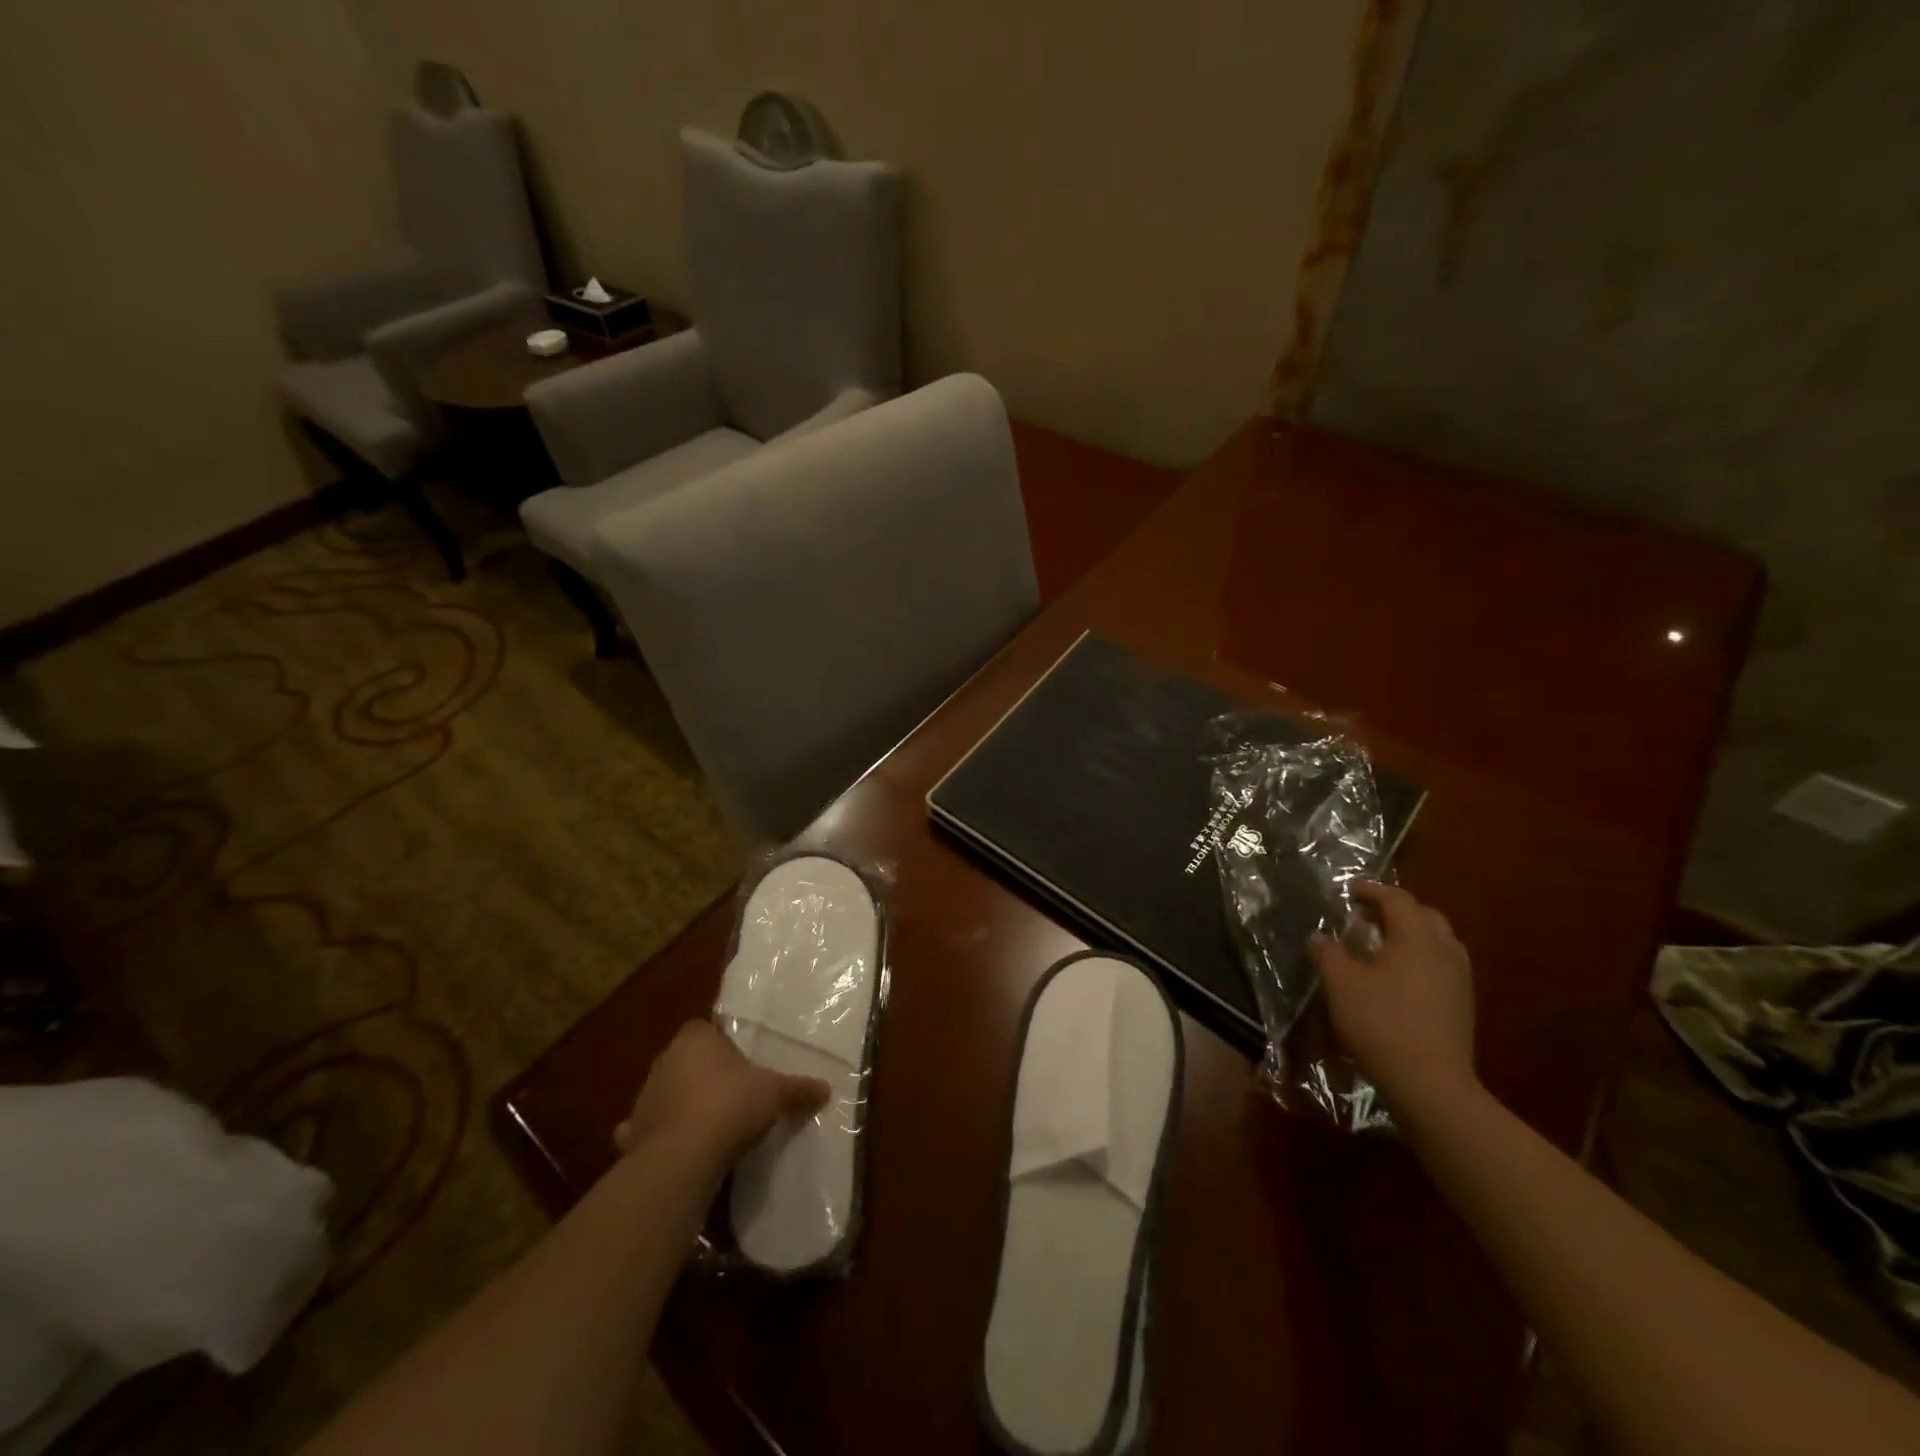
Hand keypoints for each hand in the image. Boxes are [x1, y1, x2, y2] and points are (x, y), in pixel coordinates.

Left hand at [614, 1021, 830, 1171]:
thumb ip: (798, 1089)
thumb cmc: (730, 1105)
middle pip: (685, 1061)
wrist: (683, 1157)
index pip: (705, 1029)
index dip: (722, 1044)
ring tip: (709, 1126)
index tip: (740, 1063)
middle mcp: (664, 1061)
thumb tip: (826, 1088)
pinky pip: (646, 1131)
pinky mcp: (633, 1135)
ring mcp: (644, 1099)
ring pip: (665, 1094)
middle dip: (703, 1075)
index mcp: (695, 1039)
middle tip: (731, 1093)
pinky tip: (676, 1150)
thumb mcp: (775, 1093)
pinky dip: (656, 1138)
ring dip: (681, 1106)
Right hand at [1309, 881, 1476, 1113]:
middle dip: (1398, 910)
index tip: (1351, 891)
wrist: (1430, 1082)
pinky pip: (1442, 966)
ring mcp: (1460, 980)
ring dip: (1412, 935)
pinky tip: (1400, 977)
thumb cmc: (1380, 1022)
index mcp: (1416, 937)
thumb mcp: (1340, 983)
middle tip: (1369, 915)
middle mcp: (1444, 951)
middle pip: (1425, 916)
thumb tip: (1320, 936)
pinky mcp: (1463, 1006)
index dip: (1373, 891)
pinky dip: (1421, 958)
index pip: (1397, 900)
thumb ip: (1328, 953)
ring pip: (1439, 942)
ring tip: (1383, 944)